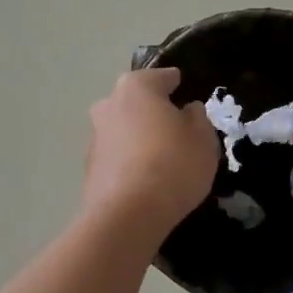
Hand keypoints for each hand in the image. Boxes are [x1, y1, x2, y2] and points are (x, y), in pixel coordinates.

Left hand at [83, 67, 219, 234]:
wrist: (128, 215)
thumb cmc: (173, 164)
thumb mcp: (203, 138)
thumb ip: (197, 118)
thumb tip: (187, 111)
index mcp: (136, 87)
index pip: (163, 77)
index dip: (179, 85)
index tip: (189, 94)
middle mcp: (109, 105)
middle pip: (137, 102)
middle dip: (154, 111)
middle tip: (177, 130)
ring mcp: (95, 137)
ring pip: (124, 129)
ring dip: (139, 138)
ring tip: (163, 159)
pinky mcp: (90, 169)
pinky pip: (117, 157)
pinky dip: (130, 162)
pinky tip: (146, 179)